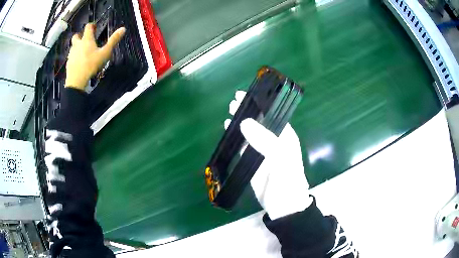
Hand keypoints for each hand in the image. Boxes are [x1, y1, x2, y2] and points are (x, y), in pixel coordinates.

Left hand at [65, 23, 125, 90]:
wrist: (76, 81)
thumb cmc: (91, 65)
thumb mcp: (105, 53)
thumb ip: (113, 40)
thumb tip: (123, 28)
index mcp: (87, 39)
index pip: (88, 27)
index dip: (91, 25)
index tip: (95, 27)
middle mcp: (77, 44)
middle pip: (77, 35)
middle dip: (80, 35)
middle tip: (86, 40)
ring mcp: (71, 54)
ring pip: (73, 46)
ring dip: (77, 46)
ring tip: (83, 52)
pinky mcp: (68, 63)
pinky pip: (71, 56)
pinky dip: (75, 56)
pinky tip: (79, 61)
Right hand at [225, 91, 312, 219]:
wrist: (283, 206)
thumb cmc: (287, 181)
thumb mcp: (281, 160)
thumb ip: (265, 141)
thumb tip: (244, 122)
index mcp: (285, 137)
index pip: (272, 115)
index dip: (259, 105)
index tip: (245, 95)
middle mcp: (274, 141)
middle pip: (259, 121)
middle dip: (248, 110)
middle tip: (234, 102)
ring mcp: (262, 151)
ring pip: (250, 132)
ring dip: (240, 122)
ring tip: (229, 112)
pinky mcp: (252, 161)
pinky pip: (243, 145)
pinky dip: (236, 137)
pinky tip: (228, 130)